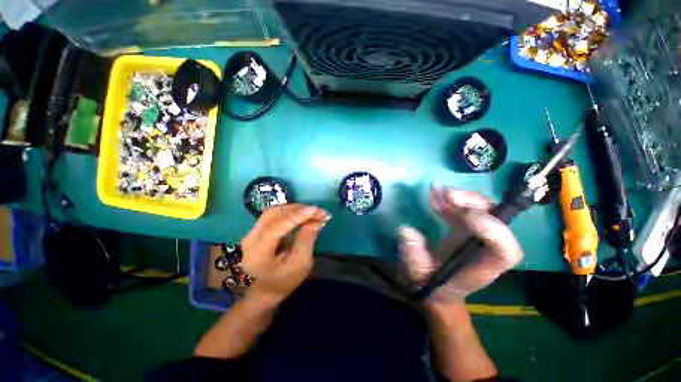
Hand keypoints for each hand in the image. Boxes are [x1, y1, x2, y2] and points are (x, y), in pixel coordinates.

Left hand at [241, 204, 329, 302]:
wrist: (264, 291)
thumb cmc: (284, 281)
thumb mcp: (300, 264)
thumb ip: (307, 240)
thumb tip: (316, 220)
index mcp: (258, 253)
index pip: (275, 227)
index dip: (296, 216)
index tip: (316, 210)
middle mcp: (250, 238)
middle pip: (273, 214)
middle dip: (298, 210)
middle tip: (318, 212)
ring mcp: (252, 232)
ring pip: (274, 211)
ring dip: (295, 209)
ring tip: (312, 212)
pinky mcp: (257, 229)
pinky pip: (274, 215)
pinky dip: (290, 212)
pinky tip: (302, 214)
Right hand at [398, 186, 522, 302]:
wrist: (432, 284)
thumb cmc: (428, 284)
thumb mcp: (416, 274)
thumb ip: (413, 255)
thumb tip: (405, 230)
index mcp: (481, 266)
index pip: (505, 251)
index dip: (495, 231)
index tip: (467, 215)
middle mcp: (484, 247)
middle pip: (496, 221)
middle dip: (474, 204)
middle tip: (448, 195)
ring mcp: (475, 234)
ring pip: (481, 209)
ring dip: (460, 197)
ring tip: (436, 190)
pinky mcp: (464, 226)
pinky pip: (462, 207)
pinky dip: (448, 198)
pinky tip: (433, 193)